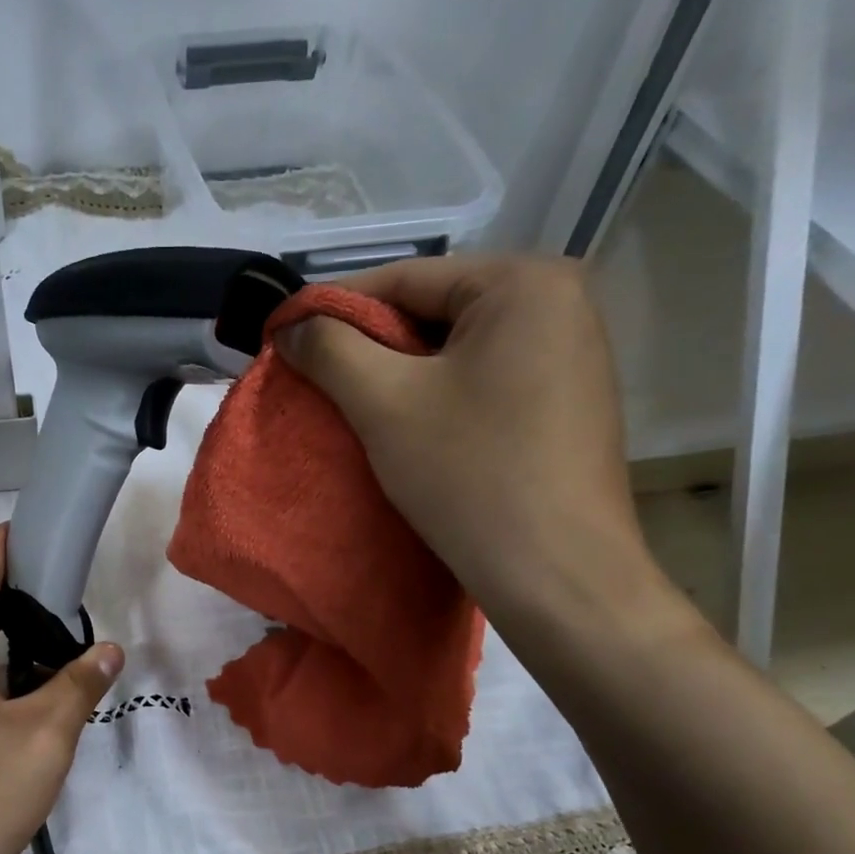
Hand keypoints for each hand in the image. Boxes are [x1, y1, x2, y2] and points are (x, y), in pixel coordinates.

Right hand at [277, 255, 667, 634]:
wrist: (557, 575)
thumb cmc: (470, 475)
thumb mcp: (384, 404)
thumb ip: (330, 349)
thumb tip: (292, 325)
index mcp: (525, 282)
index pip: (405, 278)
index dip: (332, 306)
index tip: (283, 335)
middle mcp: (560, 303)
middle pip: (433, 312)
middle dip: (368, 344)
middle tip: (314, 376)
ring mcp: (571, 355)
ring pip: (456, 350)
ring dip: (399, 374)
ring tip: (351, 404)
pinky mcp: (567, 402)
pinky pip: (483, 381)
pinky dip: (437, 396)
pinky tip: (406, 428)